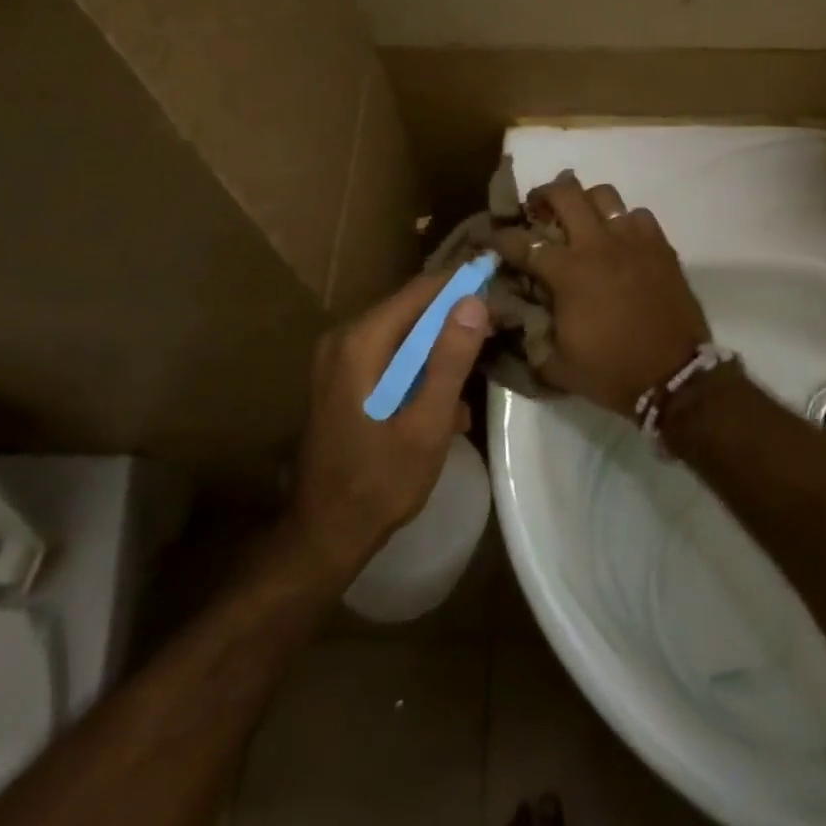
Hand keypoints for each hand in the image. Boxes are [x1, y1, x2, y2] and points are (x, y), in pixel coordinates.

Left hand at [287, 272, 488, 570]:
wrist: (324, 536)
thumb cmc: (379, 483)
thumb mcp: (427, 425)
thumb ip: (450, 360)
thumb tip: (475, 301)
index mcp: (360, 342)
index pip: (422, 290)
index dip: (465, 290)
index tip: (501, 305)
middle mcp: (344, 338)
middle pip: (412, 309)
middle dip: (455, 324)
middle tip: (495, 343)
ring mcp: (339, 358)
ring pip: (405, 334)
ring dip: (440, 353)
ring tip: (470, 385)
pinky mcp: (342, 377)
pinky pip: (391, 356)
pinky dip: (419, 371)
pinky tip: (443, 406)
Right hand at [492, 171, 709, 418]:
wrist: (674, 378)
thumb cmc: (613, 372)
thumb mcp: (557, 365)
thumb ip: (532, 338)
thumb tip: (517, 320)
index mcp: (568, 273)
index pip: (523, 242)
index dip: (501, 237)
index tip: (491, 237)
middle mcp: (597, 245)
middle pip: (565, 194)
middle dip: (543, 195)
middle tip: (537, 208)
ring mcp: (632, 240)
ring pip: (604, 195)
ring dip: (585, 201)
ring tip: (581, 217)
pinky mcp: (660, 245)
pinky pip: (638, 214)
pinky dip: (624, 220)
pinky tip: (620, 237)